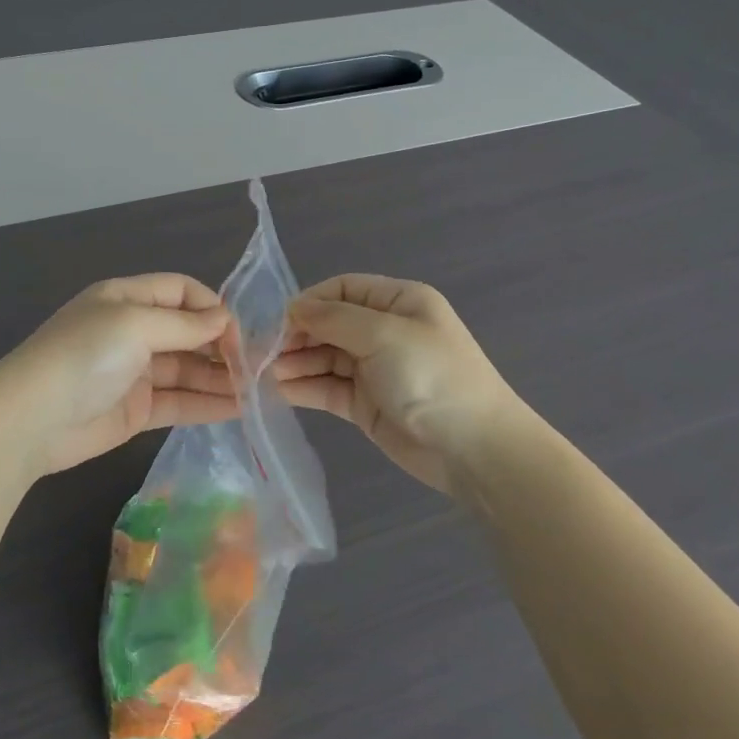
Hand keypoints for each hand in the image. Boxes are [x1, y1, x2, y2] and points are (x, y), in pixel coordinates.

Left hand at [0, 274, 239, 478]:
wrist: (31, 419)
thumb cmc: (84, 356)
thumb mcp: (134, 325)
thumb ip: (183, 324)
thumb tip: (224, 319)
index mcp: (126, 299)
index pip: (180, 291)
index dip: (211, 307)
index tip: (237, 333)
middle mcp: (132, 332)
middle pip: (187, 332)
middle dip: (221, 346)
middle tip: (256, 367)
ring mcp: (134, 373)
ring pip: (187, 370)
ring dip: (220, 378)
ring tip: (257, 391)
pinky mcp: (136, 411)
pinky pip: (178, 402)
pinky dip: (206, 404)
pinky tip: (238, 409)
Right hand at [273, 275, 541, 492]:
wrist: (473, 449)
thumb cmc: (431, 376)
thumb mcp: (383, 334)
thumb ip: (334, 318)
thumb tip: (294, 308)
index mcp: (398, 302)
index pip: (342, 289)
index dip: (310, 302)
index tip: (280, 321)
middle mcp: (384, 331)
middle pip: (329, 323)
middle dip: (297, 335)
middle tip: (265, 352)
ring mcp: (374, 369)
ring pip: (324, 357)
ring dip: (296, 362)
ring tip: (267, 373)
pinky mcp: (365, 403)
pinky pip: (328, 388)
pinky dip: (304, 386)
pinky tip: (279, 390)